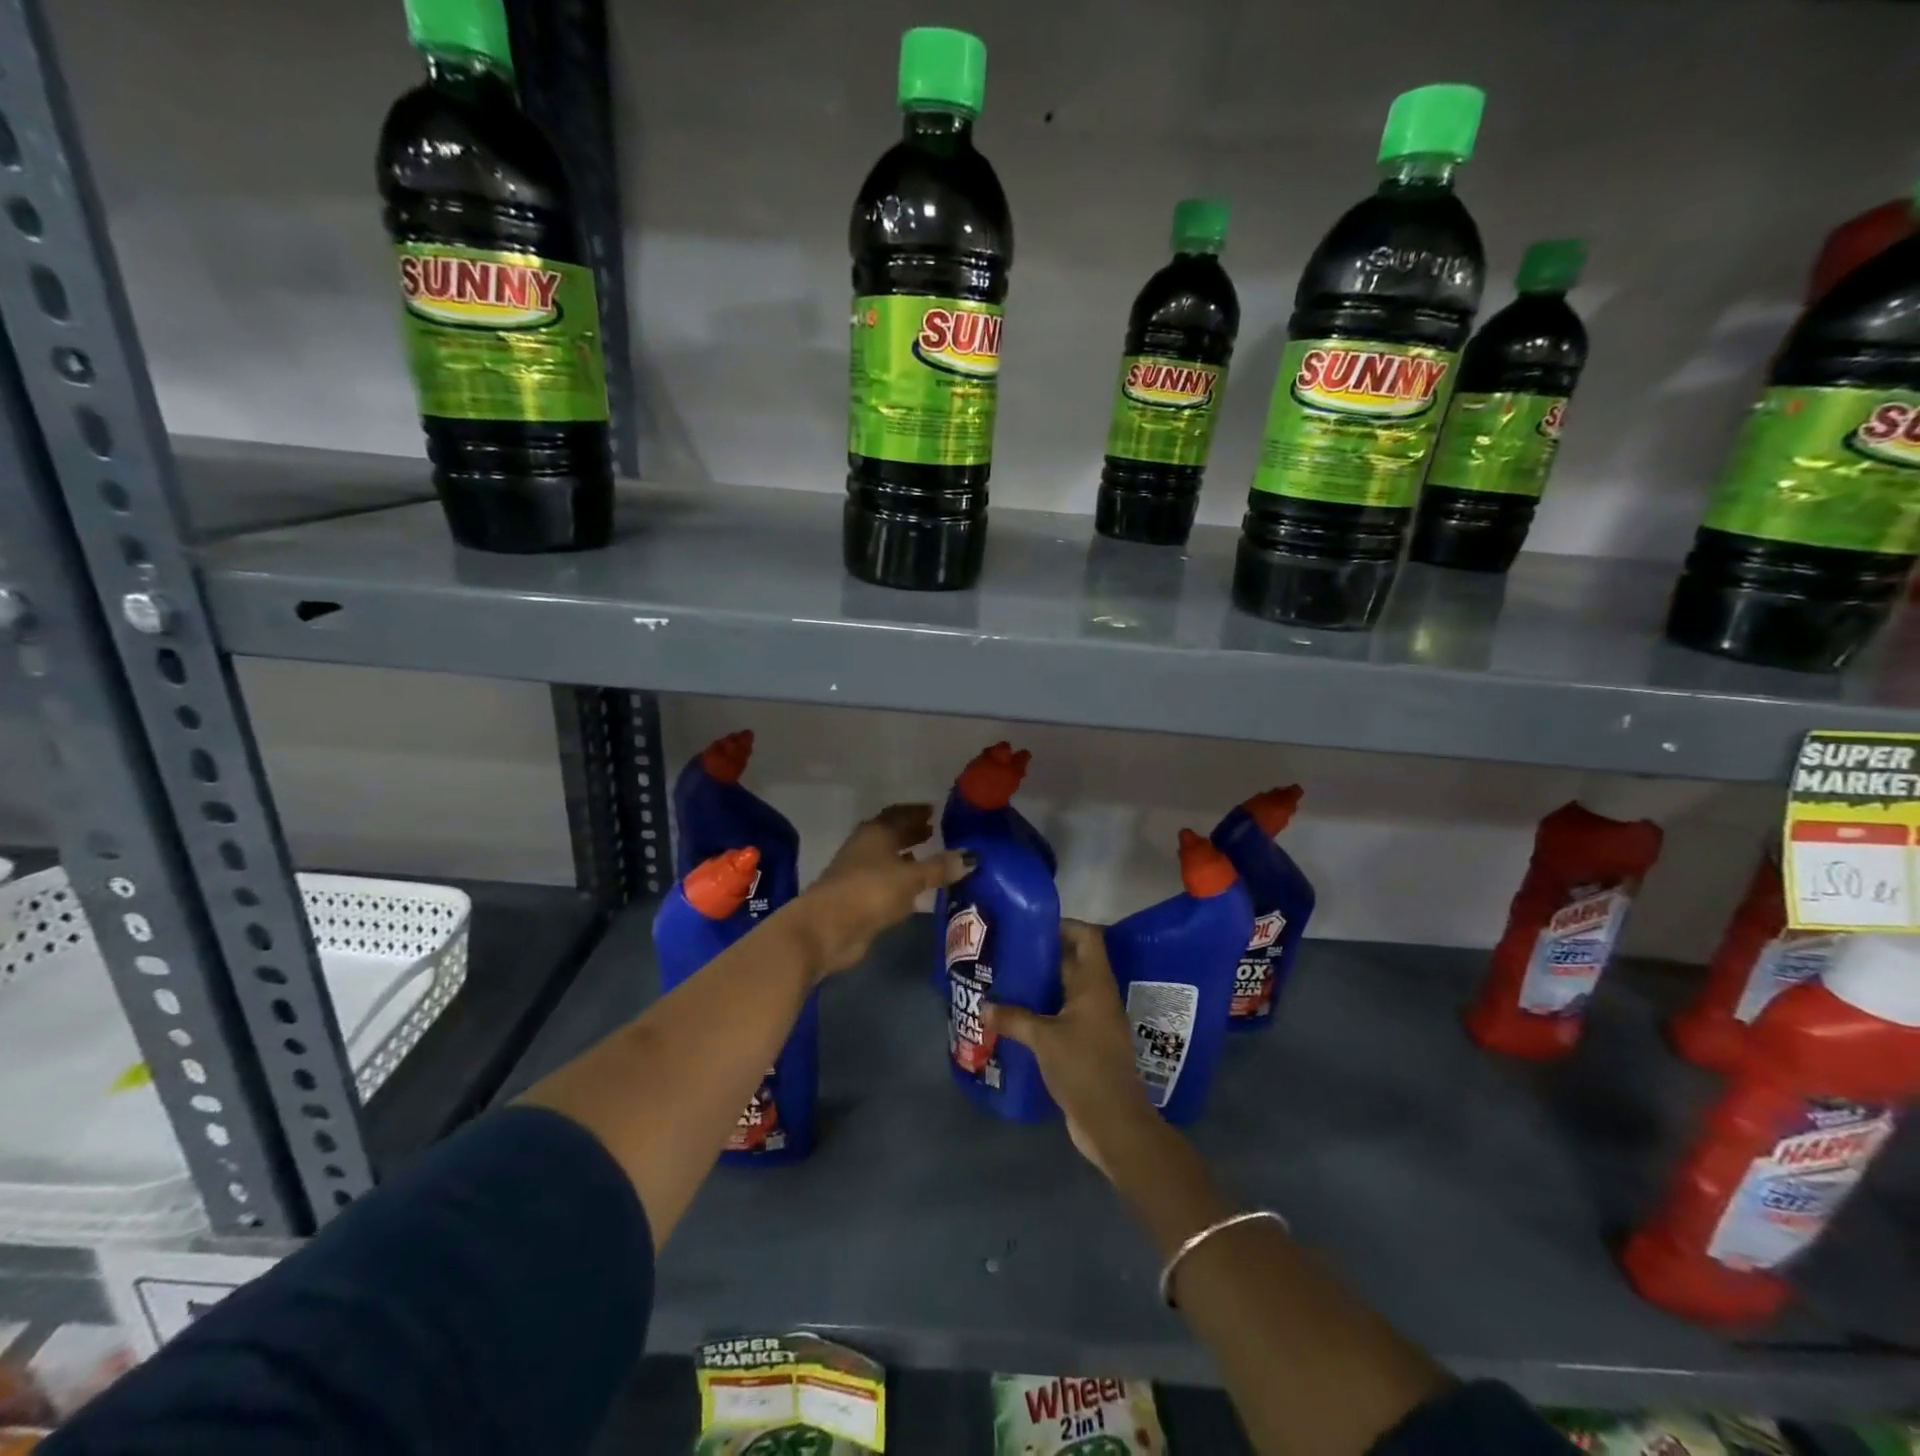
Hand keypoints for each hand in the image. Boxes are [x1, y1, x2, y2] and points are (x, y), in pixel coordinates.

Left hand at [790, 804, 973, 977]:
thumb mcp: (911, 878)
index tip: (936, 811)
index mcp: (876, 832)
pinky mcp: (858, 898)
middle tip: (936, 831)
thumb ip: (940, 868)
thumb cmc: (870, 891)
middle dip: (913, 832)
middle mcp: (865, 847)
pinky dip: (901, 880)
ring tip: (931, 857)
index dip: (917, 812)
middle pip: (892, 834)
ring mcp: (858, 872)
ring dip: (907, 856)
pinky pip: (886, 881)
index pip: (899, 814)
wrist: (827, 928)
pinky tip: (916, 888)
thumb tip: (972, 856)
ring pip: (888, 858)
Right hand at [986, 920, 1164, 1178]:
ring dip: (1039, 986)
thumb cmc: (1084, 1068)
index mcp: (1095, 984)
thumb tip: (983, 1005)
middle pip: (1073, 961)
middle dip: (1041, 955)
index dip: (1062, 924)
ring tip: (1003, 980)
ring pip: (1065, 991)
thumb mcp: (1044, 1039)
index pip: (1086, 936)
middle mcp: (1097, 996)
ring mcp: (1093, 1022)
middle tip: (1006, 951)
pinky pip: (1062, 1017)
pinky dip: (1041, 1013)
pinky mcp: (1085, 1045)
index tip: (1029, 925)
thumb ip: (1013, 1018)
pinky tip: (1013, 1017)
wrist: (1113, 1124)